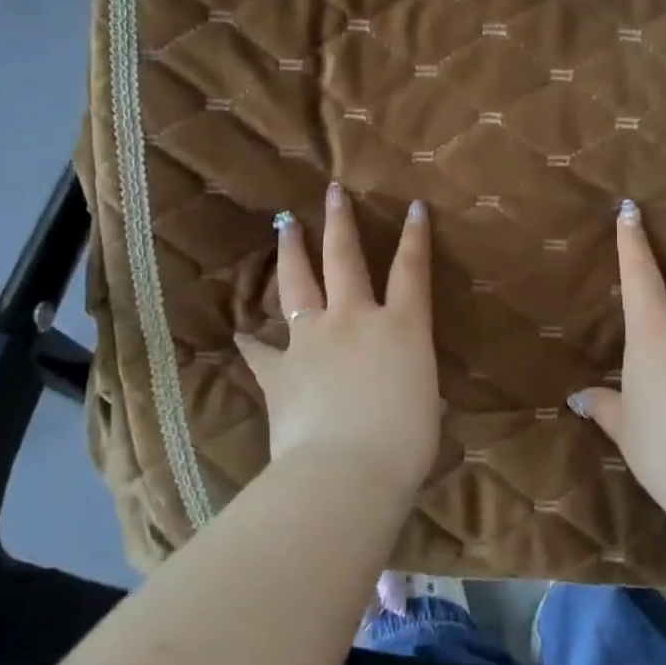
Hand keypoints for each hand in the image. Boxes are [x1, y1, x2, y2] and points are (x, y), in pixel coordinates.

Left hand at [234, 184, 441, 498]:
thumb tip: (407, 389)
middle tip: (332, 191)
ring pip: (299, 284)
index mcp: (401, 327)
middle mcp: (355, 320)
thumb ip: (413, 384)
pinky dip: (252, 343)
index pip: (411, 270)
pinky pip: (262, 351)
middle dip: (340, 221)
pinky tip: (241, 333)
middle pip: (345, 258)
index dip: (415, 236)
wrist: (346, 472)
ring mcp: (313, 340)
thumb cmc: (403, 444)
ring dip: (291, 251)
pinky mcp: (281, 370)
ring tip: (284, 224)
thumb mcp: (424, 407)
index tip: (413, 206)